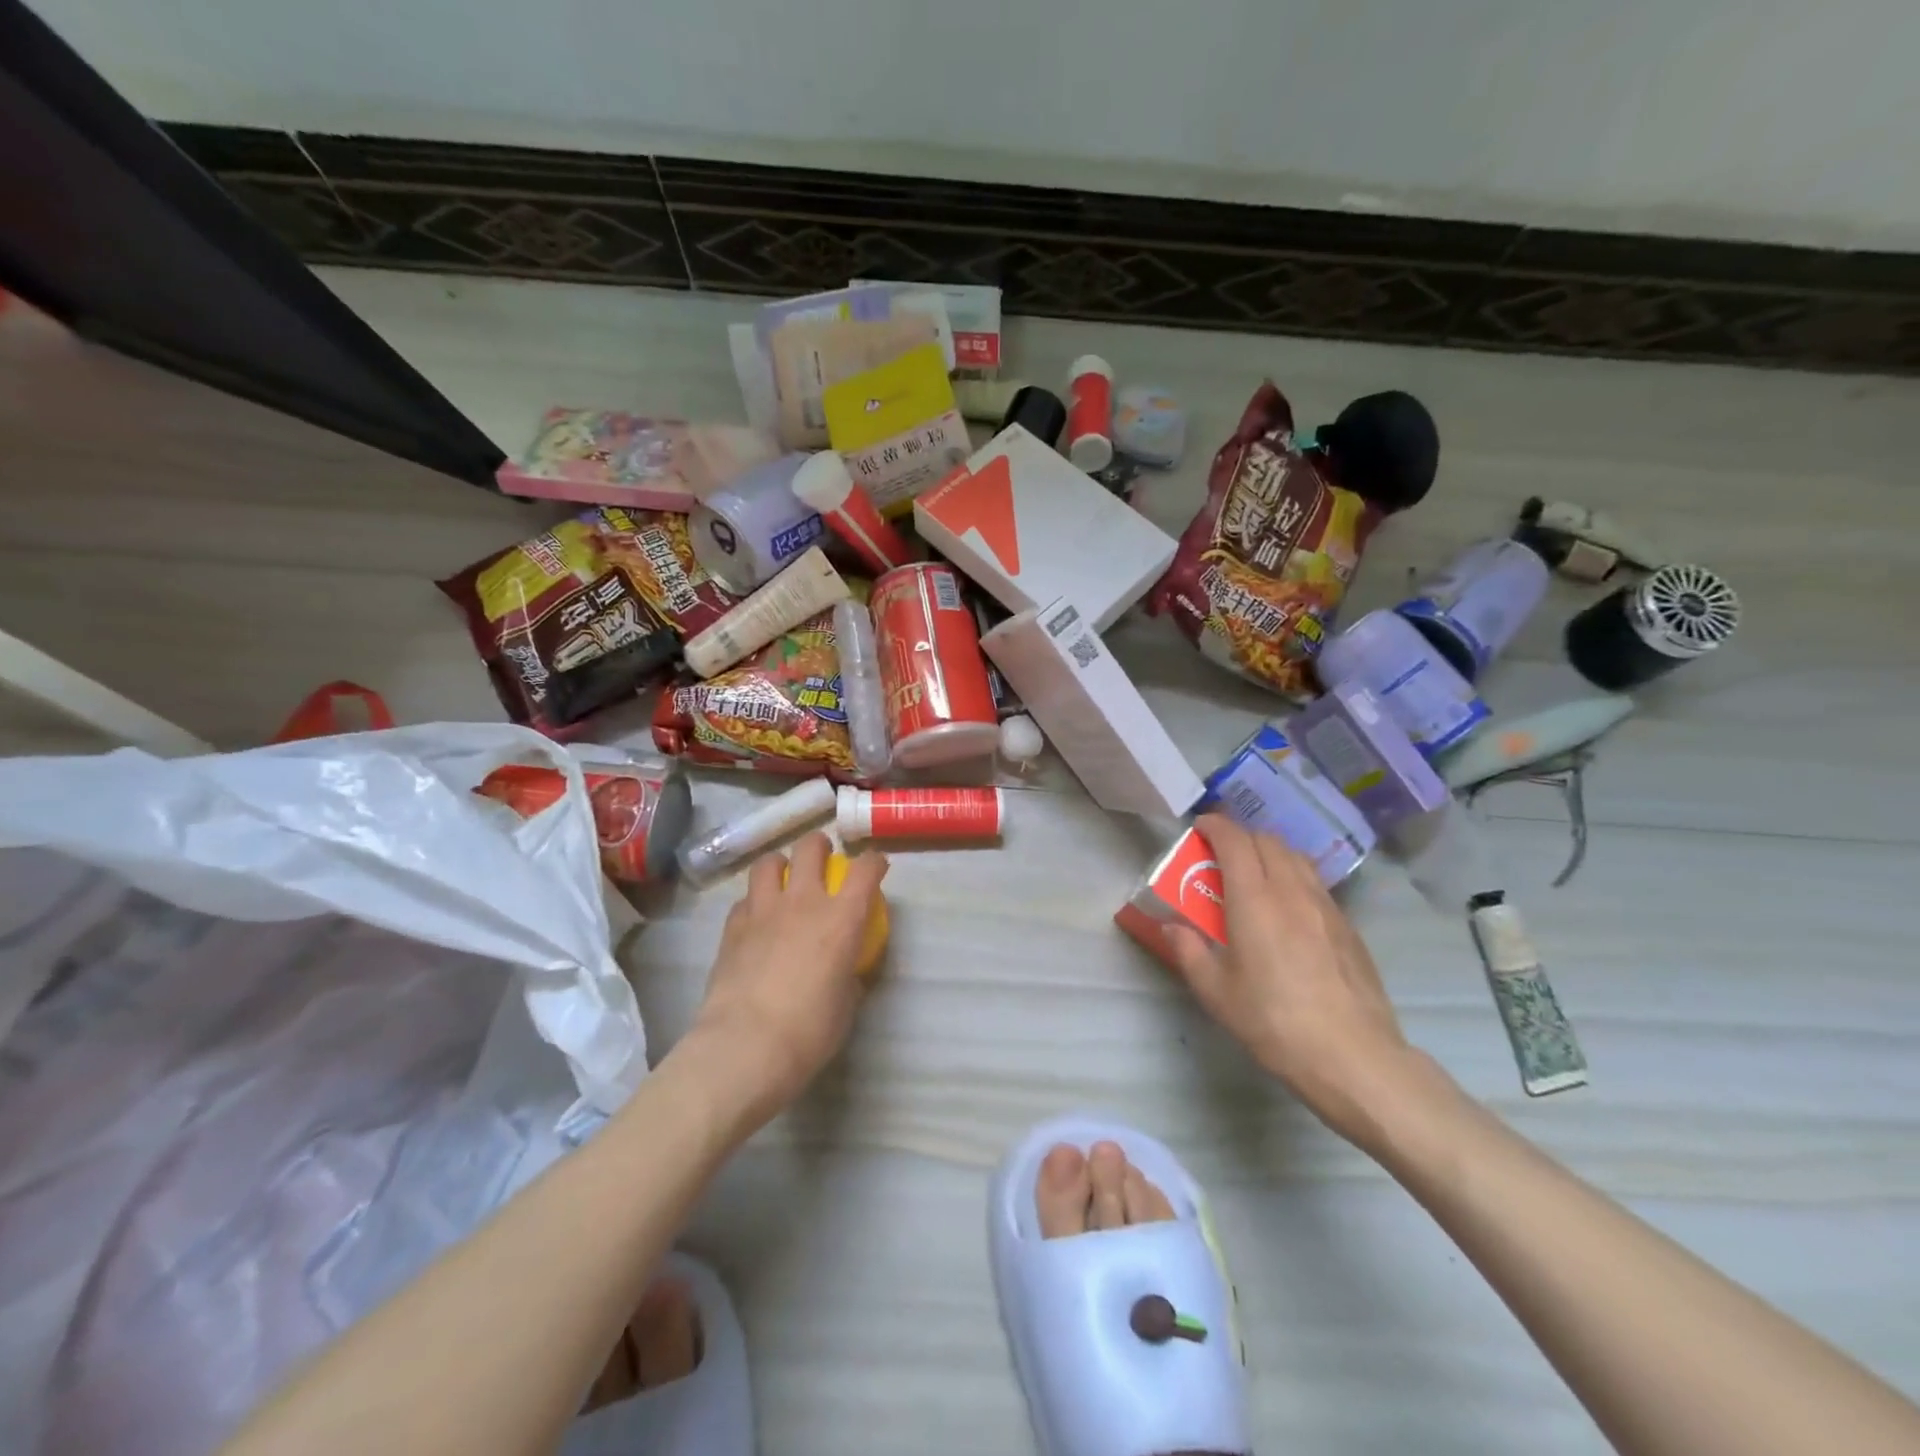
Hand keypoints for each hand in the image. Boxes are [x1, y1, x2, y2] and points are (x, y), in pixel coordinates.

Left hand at [682, 833, 888, 1126]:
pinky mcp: (732, 927)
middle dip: (820, 846)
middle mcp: (804, 901)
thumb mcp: (846, 1005)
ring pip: (768, 862)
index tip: (876, 867)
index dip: (874, 862)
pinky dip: (753, 903)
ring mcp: (763, 910)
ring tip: (783, 879)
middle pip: (810, 848)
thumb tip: (845, 970)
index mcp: (842, 918)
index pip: (866, 870)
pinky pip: (744, 900)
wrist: (746, 1047)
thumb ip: (849, 976)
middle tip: (823, 858)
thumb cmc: (809, 1032)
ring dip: (780, 865)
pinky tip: (756, 920)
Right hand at [1161, 814, 1426, 1145]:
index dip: (1215, 826)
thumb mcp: (1216, 992)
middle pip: (1267, 840)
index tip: (1199, 829)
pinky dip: (1293, 876)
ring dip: (1270, 852)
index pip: (1235, 840)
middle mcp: (1292, 890)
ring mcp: (1326, 906)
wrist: (1352, 1056)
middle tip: (1221, 856)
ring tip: (1254, 875)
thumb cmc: (1273, 1022)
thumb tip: (1173, 926)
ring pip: (1296, 857)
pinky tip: (1287, 908)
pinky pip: (1315, 882)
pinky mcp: (1348, 926)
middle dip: (1241, 837)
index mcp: (1255, 899)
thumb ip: (1189, 950)